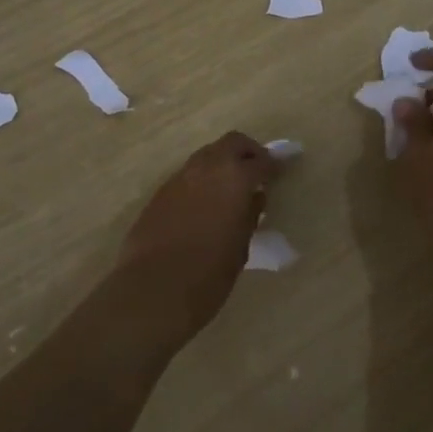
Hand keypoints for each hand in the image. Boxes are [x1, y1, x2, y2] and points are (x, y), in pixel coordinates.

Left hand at [116, 131, 281, 344]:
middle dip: (248, 152)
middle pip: (232, 143)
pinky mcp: (161, 191)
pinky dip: (203, 179)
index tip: (279, 172)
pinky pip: (188, 174)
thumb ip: (250, 215)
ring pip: (207, 154)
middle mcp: (206, 167)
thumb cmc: (208, 275)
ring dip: (222, 162)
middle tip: (257, 171)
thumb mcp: (240, 247)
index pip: (260, 162)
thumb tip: (254, 197)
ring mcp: (180, 177)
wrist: (153, 289)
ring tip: (231, 188)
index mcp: (234, 178)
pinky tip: (205, 203)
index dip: (273, 166)